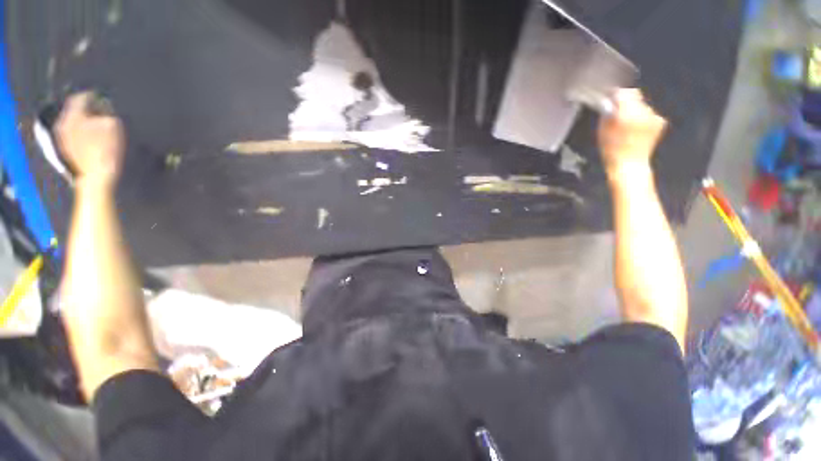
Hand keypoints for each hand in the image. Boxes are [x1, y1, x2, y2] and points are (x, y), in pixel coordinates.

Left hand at [56, 92, 124, 189]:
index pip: (80, 97)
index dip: (92, 95)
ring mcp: (64, 138)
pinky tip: (92, 137)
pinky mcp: (67, 149)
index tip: (101, 96)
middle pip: (75, 110)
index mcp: (73, 116)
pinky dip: (82, 131)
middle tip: (100, 109)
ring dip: (85, 120)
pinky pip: (73, 133)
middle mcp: (64, 123)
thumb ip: (107, 112)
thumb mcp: (113, 127)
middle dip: (87, 108)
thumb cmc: (106, 151)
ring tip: (98, 123)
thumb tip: (104, 104)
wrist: (96, 177)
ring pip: (74, 122)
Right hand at [597, 89, 666, 179]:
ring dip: (634, 109)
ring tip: (627, 123)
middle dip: (626, 101)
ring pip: (642, 104)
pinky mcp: (660, 122)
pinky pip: (649, 113)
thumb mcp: (602, 130)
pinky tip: (637, 129)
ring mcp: (654, 116)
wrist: (630, 165)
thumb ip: (607, 111)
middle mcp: (643, 110)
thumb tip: (609, 100)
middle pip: (634, 95)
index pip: (622, 93)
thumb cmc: (611, 149)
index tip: (609, 98)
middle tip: (617, 112)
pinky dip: (643, 117)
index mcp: (627, 112)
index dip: (615, 94)